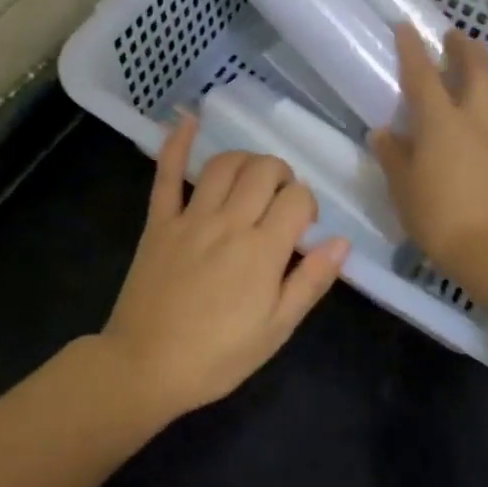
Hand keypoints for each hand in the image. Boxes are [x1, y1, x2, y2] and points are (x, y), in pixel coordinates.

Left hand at [99, 114, 348, 415]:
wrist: (145, 367)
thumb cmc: (217, 357)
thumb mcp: (276, 330)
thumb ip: (310, 282)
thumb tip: (342, 242)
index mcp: (262, 250)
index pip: (298, 199)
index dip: (308, 204)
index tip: (303, 227)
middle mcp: (229, 222)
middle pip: (264, 171)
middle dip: (282, 175)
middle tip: (280, 200)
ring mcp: (190, 218)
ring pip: (224, 165)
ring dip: (246, 161)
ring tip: (252, 177)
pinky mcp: (158, 222)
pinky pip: (166, 175)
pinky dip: (176, 144)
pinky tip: (187, 120)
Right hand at [371, 24, 487, 276]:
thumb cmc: (437, 214)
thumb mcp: (402, 185)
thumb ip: (393, 154)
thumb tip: (384, 132)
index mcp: (440, 122)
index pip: (423, 75)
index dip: (413, 49)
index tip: (407, 26)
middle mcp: (472, 119)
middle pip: (475, 71)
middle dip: (464, 48)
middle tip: (454, 35)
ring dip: (484, 69)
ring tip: (475, 62)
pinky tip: (487, 103)